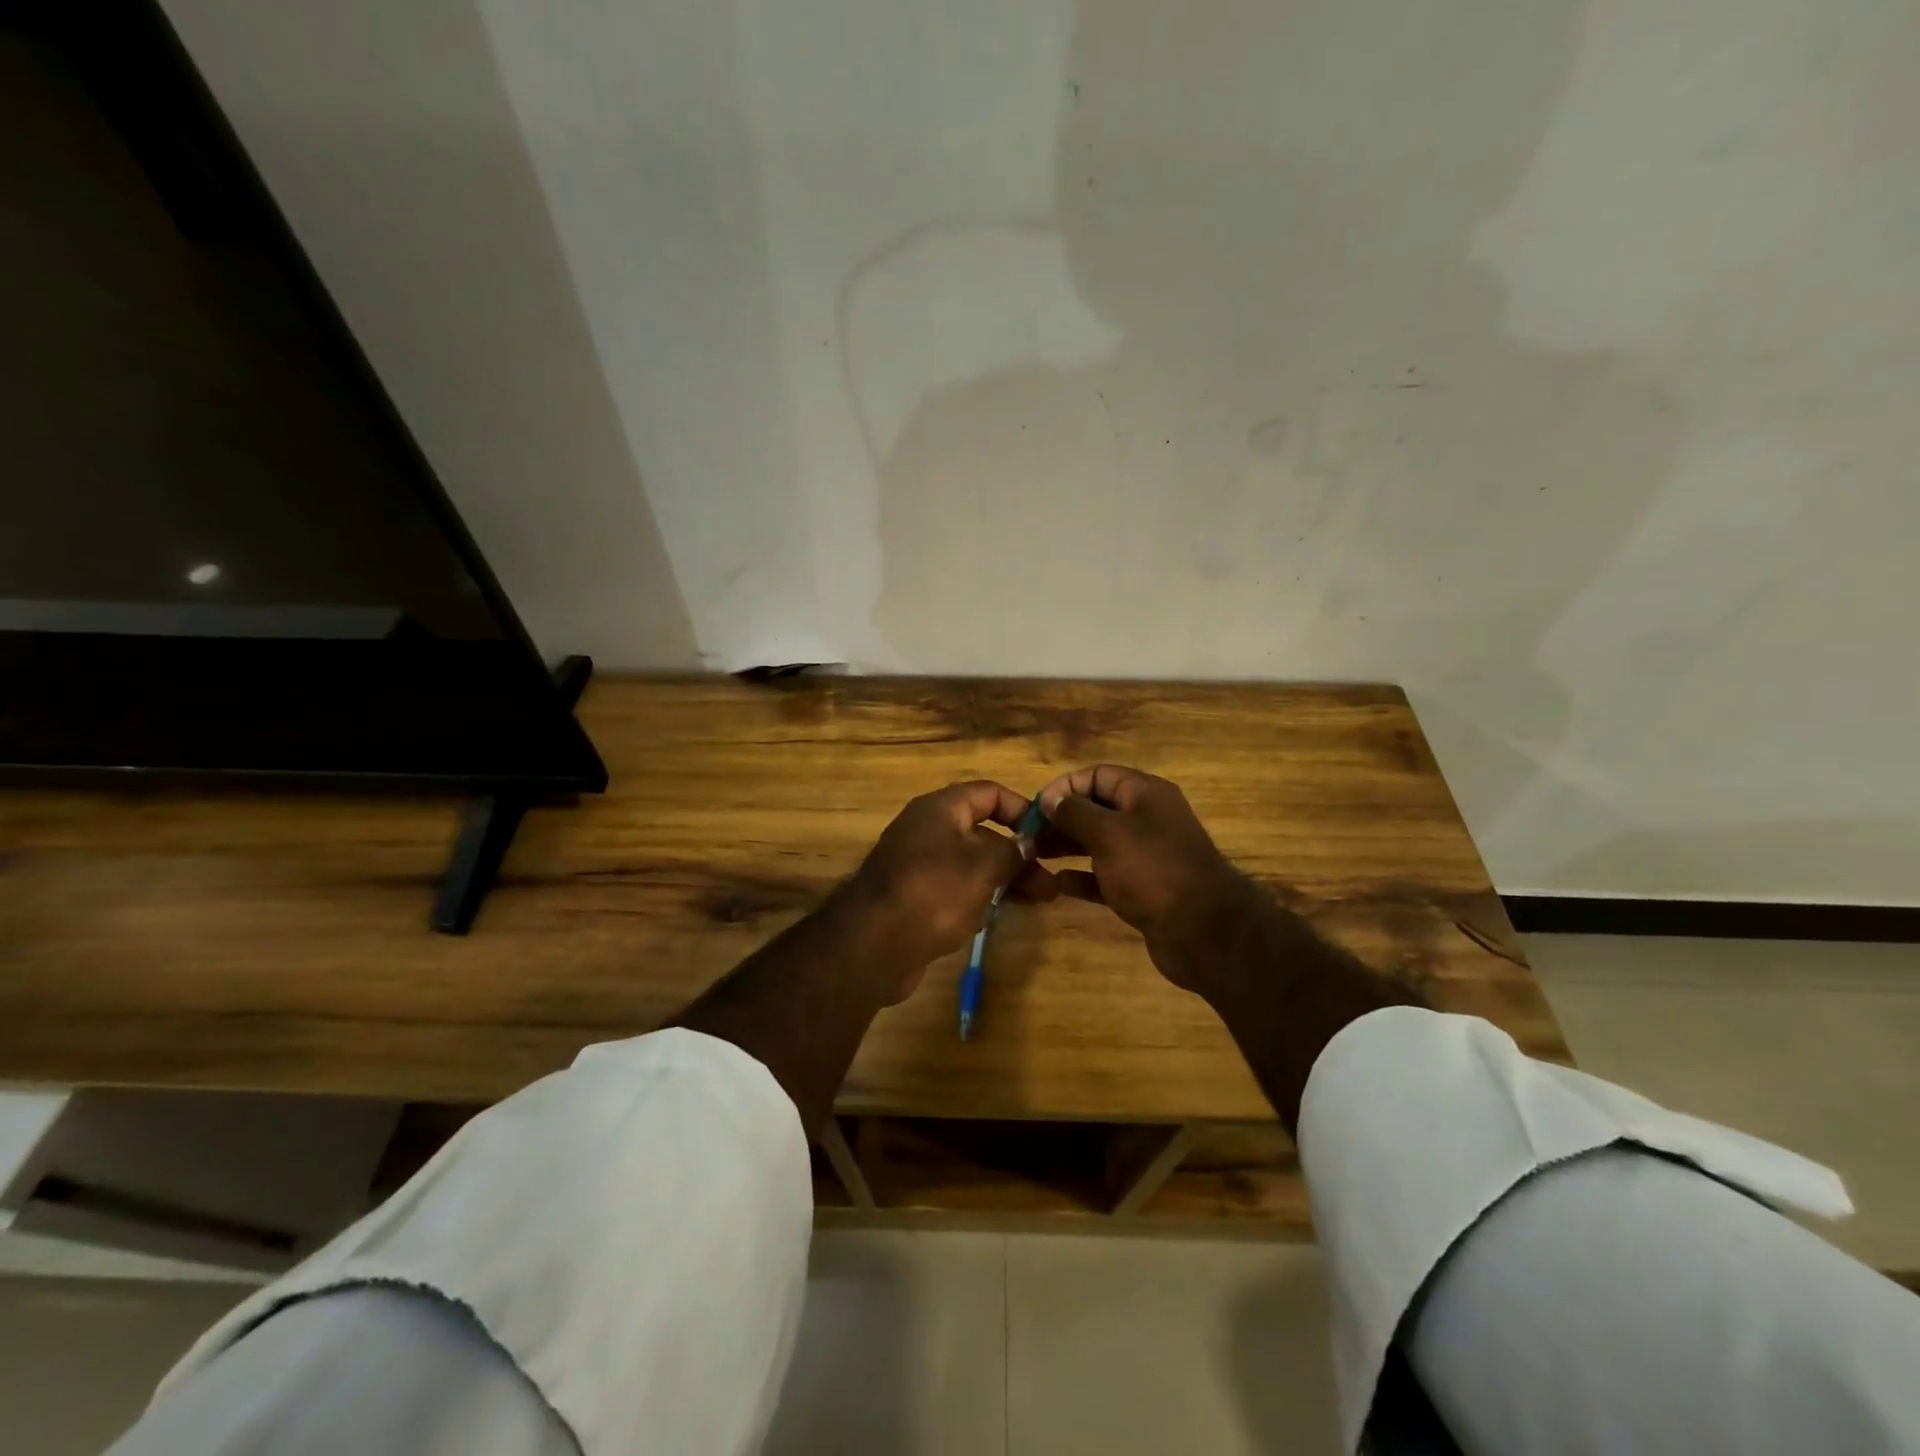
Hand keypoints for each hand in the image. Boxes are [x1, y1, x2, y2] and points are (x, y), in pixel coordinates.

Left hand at [835, 780, 1057, 1002]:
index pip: (989, 793)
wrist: (872, 944)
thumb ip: (1012, 851)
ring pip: (971, 862)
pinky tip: (998, 916)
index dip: (1022, 810)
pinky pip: (954, 887)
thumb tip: (1027, 845)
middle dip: (1018, 854)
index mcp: (940, 808)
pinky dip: (978, 896)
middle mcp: (927, 828)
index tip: (1048, 837)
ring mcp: (917, 863)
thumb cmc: (933, 892)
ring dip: (1004, 878)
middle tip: (1049, 882)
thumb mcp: (983, 867)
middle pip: (982, 831)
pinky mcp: (913, 895)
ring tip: (1038, 900)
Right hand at [1036, 764, 1266, 992]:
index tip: (1036, 808)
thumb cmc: (1152, 870)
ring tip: (1035, 857)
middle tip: (1030, 836)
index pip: (1098, 775)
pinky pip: (1107, 876)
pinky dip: (1084, 878)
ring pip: (1099, 843)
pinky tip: (1059, 885)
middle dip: (1062, 819)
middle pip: (1097, 809)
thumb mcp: (1108, 834)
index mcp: (1145, 794)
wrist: (1203, 932)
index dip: (1065, 787)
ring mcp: (1147, 856)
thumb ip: (1075, 813)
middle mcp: (1148, 819)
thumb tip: (1051, 799)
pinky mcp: (1144, 889)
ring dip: (1068, 847)